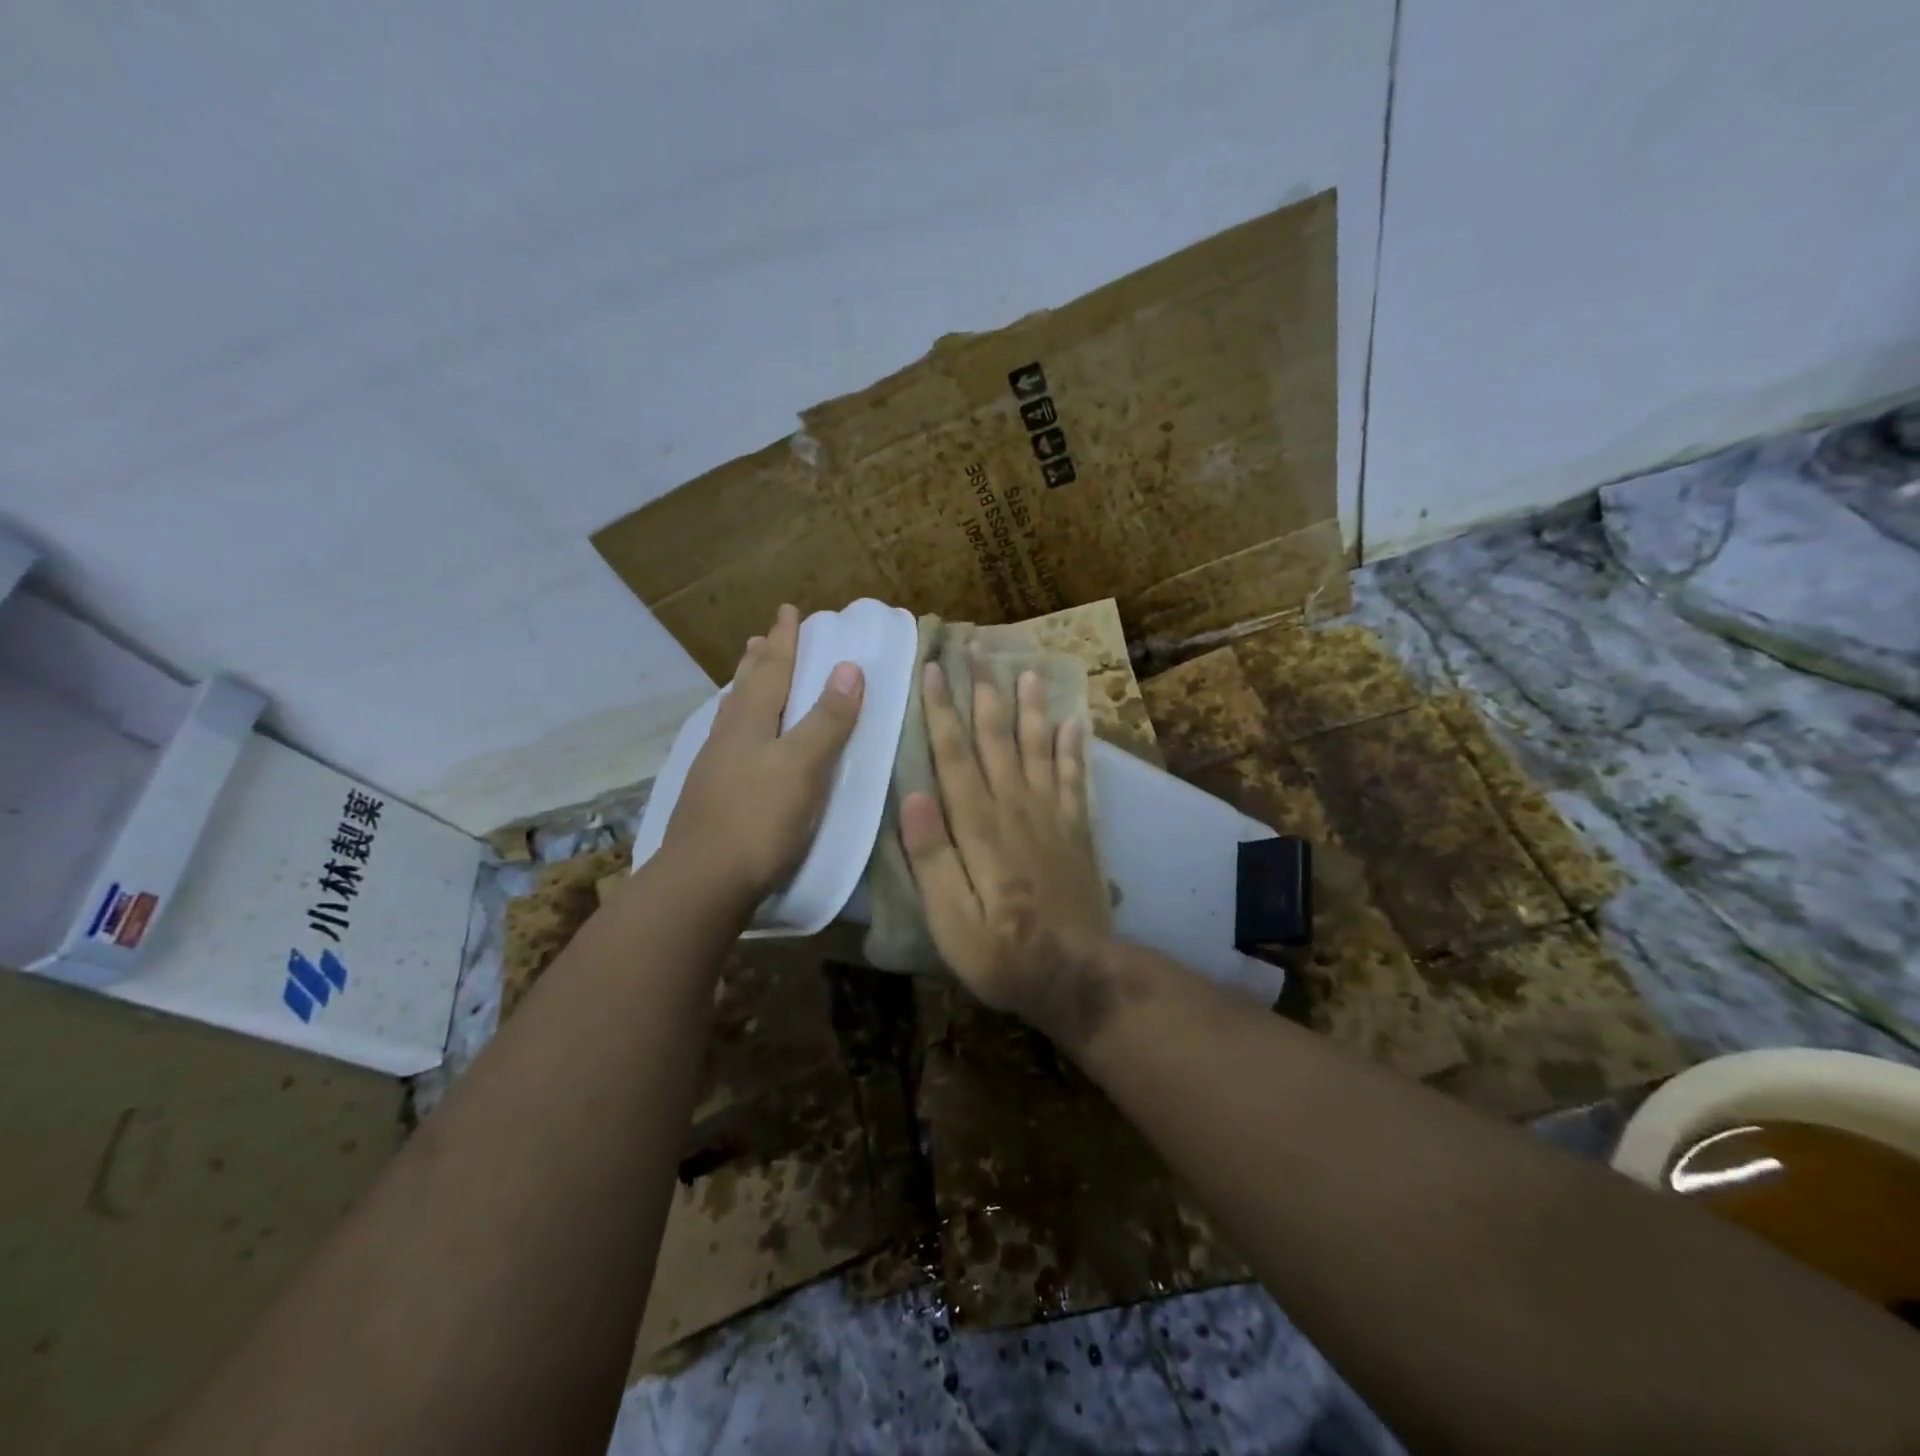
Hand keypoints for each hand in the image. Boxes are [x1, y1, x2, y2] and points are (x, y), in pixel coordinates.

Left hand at [661, 604, 863, 907]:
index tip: (790, 610)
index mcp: (751, 721)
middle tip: (764, 635)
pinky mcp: (710, 795)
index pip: (773, 668)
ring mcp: (714, 766)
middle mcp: (728, 735)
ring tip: (748, 675)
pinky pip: (728, 740)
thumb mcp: (803, 766)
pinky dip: (739, 724)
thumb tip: (850, 667)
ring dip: (745, 688)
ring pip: (732, 713)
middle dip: (760, 658)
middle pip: (746, 685)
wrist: (701, 882)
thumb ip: (827, 719)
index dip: (785, 639)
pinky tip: (739, 740)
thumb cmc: (759, 820)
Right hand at [900, 662, 1114, 1043]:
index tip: (933, 669)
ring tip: (1026, 671)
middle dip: (984, 693)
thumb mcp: (951, 921)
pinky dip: (1073, 748)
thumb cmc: (1003, 954)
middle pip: (997, 740)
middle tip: (977, 651)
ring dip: (1030, 708)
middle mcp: (1016, 808)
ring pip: (1038, 748)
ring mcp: (1052, 816)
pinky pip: (1076, 777)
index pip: (955, 756)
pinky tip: (1073, 722)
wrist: (1078, 976)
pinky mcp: (1077, 830)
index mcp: (979, 827)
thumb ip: (932, 859)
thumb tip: (913, 797)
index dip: (942, 711)